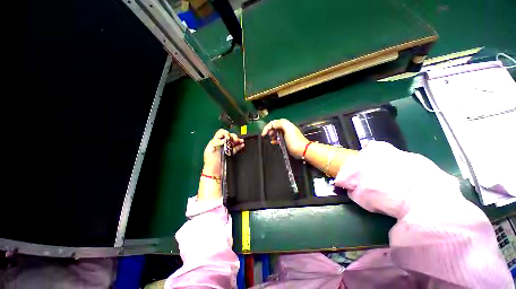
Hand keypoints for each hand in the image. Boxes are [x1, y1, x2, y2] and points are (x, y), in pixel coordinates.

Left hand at [203, 129, 243, 175]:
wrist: (214, 172)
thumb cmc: (210, 162)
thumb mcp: (210, 151)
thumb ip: (216, 143)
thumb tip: (223, 140)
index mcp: (215, 142)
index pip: (221, 133)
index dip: (225, 133)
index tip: (228, 137)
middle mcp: (221, 144)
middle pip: (228, 136)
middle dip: (233, 136)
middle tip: (236, 139)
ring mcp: (226, 148)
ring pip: (233, 141)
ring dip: (238, 140)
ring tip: (241, 141)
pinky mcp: (230, 153)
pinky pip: (236, 148)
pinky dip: (239, 146)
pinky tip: (242, 144)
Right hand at [261, 119, 308, 158]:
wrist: (302, 150)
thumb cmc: (295, 140)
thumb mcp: (288, 129)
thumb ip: (280, 124)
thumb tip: (273, 125)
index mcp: (286, 124)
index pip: (274, 122)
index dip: (267, 127)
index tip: (263, 134)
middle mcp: (286, 128)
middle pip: (274, 127)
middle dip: (269, 130)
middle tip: (267, 136)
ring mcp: (286, 135)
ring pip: (276, 132)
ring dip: (272, 135)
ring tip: (270, 139)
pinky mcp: (286, 141)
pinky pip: (278, 138)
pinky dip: (274, 140)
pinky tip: (272, 142)